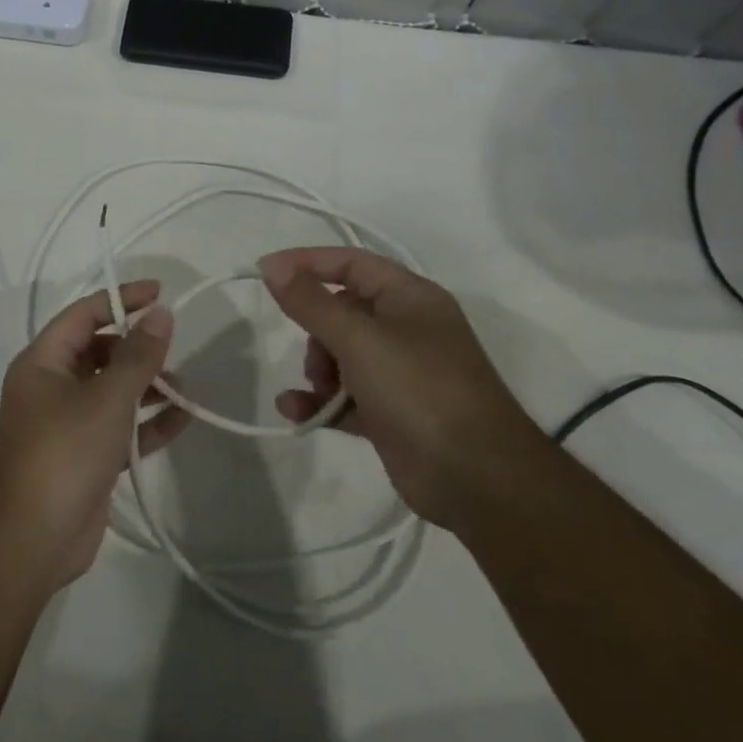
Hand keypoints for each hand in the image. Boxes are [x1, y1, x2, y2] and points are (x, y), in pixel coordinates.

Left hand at [0, 281, 189, 587]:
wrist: (31, 541)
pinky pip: (119, 427)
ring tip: (184, 388)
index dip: (122, 299)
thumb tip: (162, 313)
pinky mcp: (85, 457)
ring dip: (147, 386)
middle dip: (138, 348)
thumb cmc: (64, 453)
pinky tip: (184, 419)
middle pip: (99, 351)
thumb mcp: (106, 398)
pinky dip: (147, 423)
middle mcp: (51, 386)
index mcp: (43, 362)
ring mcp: (67, 423)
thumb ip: (138, 355)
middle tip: (173, 349)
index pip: (85, 314)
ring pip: (112, 391)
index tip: (161, 292)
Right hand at [259, 248, 542, 527]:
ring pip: (340, 355)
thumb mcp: (359, 339)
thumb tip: (272, 265)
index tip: (265, 272)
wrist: (477, 479)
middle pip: (342, 311)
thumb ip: (310, 302)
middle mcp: (407, 328)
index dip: (306, 262)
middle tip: (314, 355)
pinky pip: (344, 396)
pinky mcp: (390, 412)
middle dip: (316, 331)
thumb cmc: (419, 390)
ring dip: (318, 370)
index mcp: (409, 297)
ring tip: (321, 391)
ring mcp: (400, 372)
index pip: (350, 263)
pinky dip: (321, 401)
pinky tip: (296, 412)